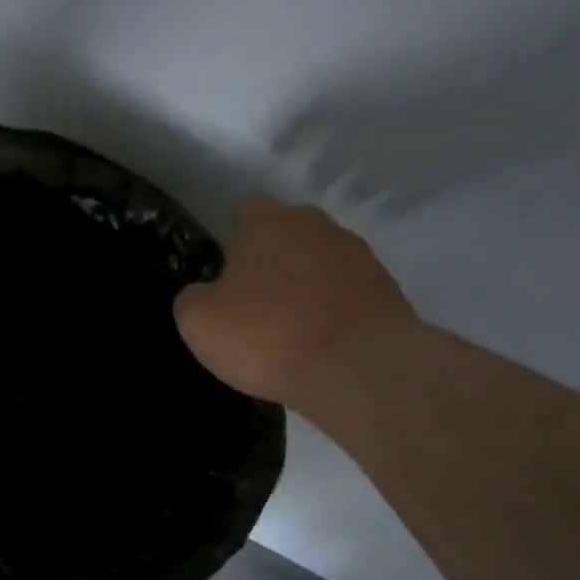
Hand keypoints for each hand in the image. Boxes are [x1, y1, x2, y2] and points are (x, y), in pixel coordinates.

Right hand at [175, 196, 417, 406]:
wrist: (357, 368)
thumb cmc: (267, 337)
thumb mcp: (199, 324)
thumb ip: (192, 299)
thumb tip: (205, 294)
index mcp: (267, 223)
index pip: (247, 210)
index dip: (235, 238)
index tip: (229, 273)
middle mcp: (316, 226)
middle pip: (289, 232)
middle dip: (274, 258)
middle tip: (258, 302)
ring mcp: (357, 255)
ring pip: (321, 261)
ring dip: (308, 284)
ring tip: (294, 329)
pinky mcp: (386, 288)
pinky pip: (348, 292)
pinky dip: (335, 310)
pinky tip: (323, 343)